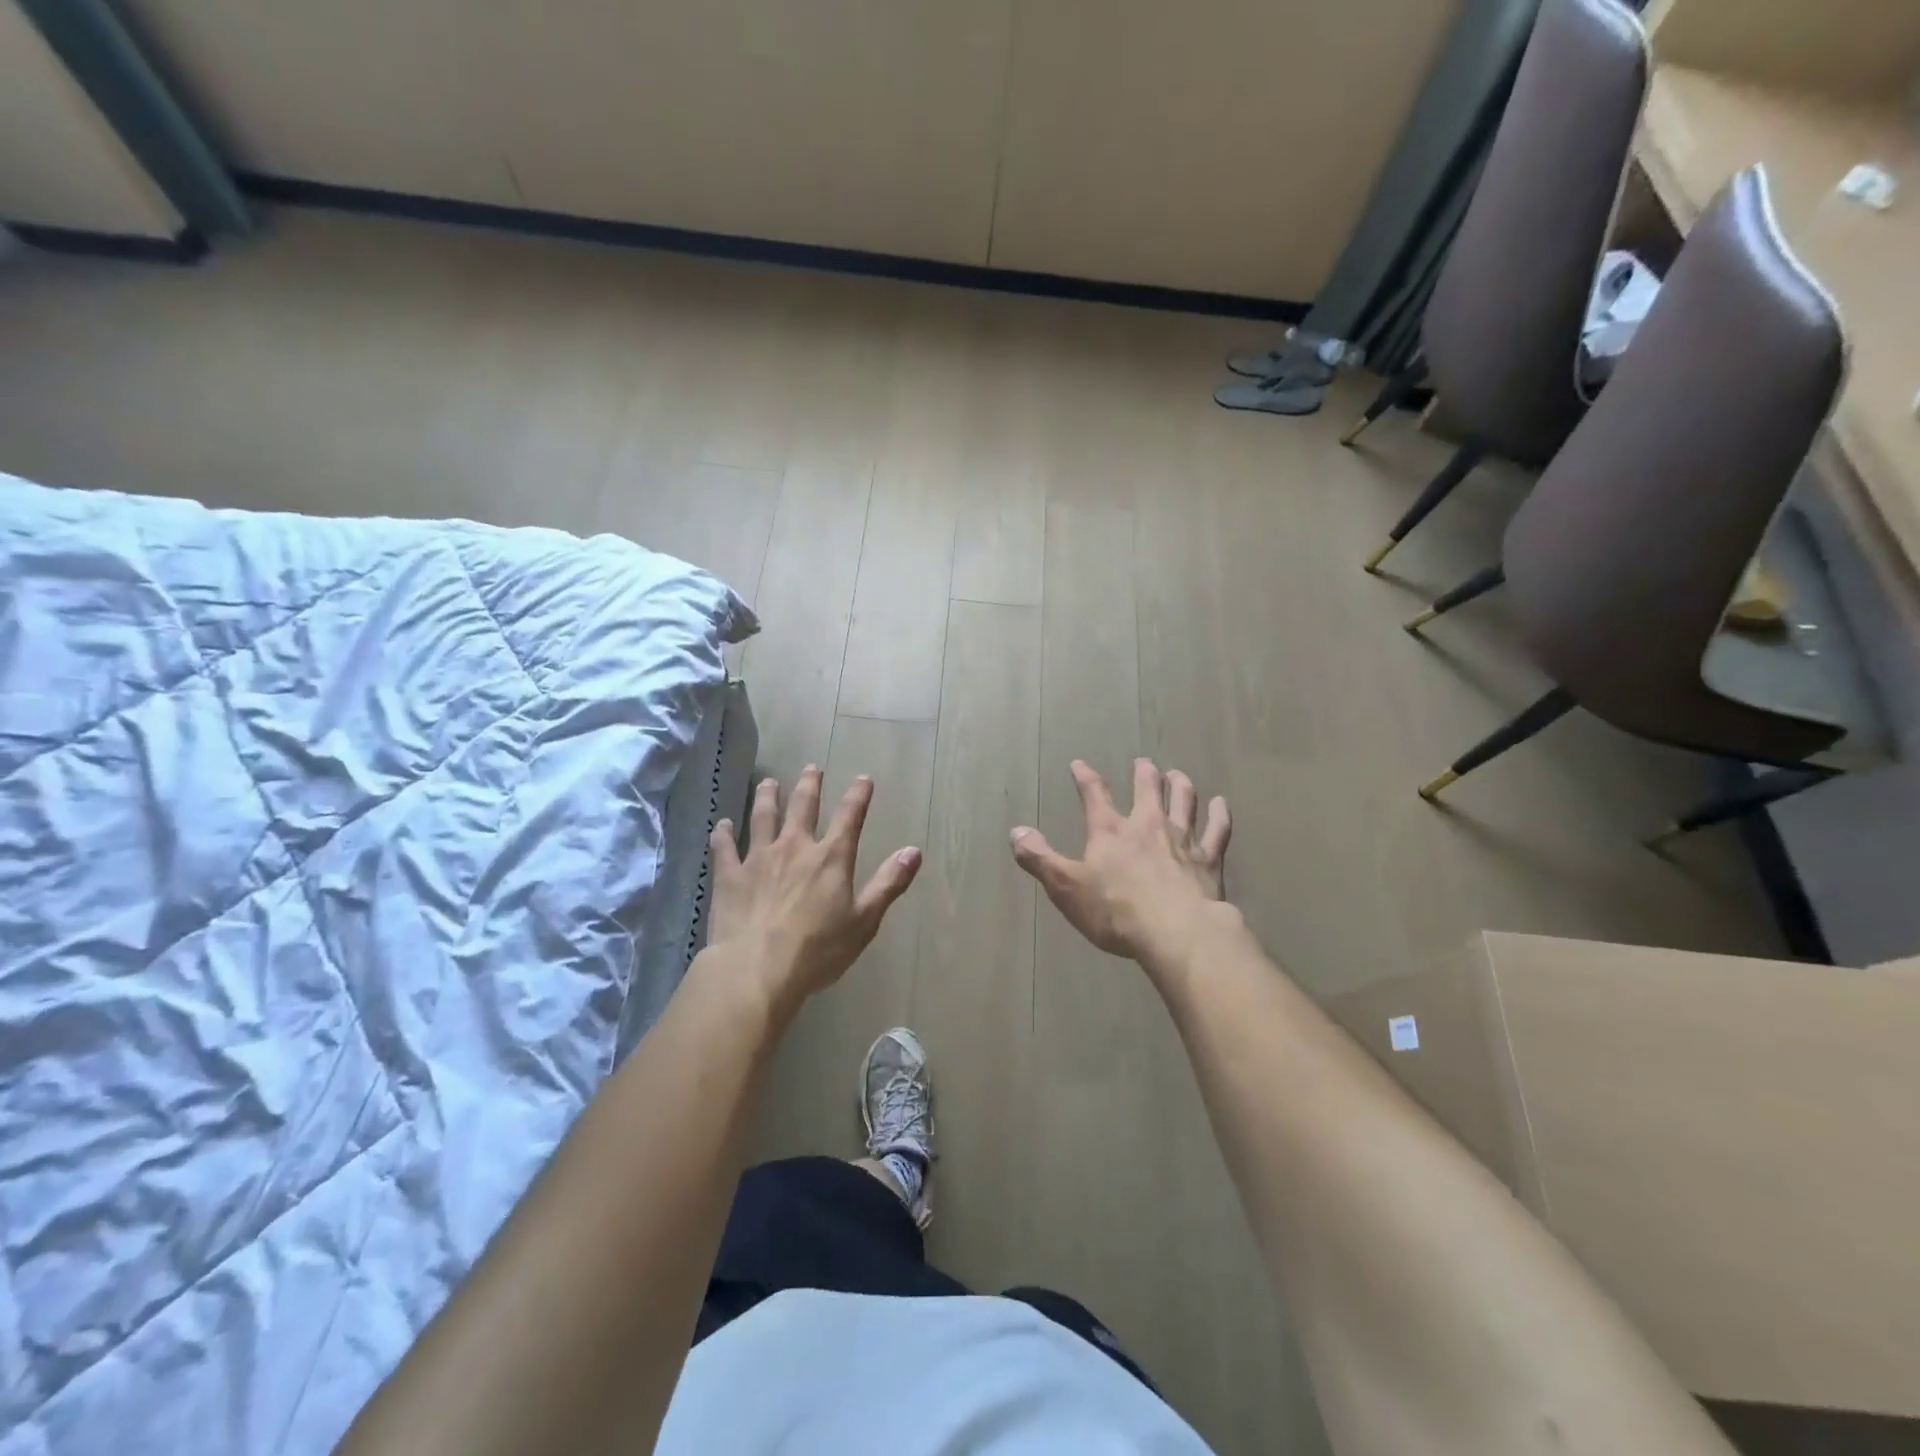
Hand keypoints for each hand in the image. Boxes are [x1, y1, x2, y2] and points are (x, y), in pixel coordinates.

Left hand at [705, 767, 921, 1014]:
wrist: (756, 968)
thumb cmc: (817, 949)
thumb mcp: (864, 920)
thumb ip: (889, 883)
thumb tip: (914, 851)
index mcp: (830, 858)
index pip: (850, 817)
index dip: (858, 795)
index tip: (863, 778)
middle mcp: (795, 848)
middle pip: (803, 807)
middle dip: (809, 785)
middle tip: (811, 768)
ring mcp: (758, 859)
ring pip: (763, 817)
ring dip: (768, 797)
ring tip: (769, 783)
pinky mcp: (729, 876)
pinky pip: (725, 848)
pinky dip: (723, 834)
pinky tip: (721, 825)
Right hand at [1011, 758, 1231, 967]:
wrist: (1175, 932)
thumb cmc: (1115, 910)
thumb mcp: (1065, 886)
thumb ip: (1040, 858)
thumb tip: (1016, 831)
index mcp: (1110, 831)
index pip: (1095, 795)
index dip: (1085, 778)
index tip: (1079, 764)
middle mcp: (1147, 825)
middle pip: (1147, 789)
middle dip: (1144, 774)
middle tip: (1144, 764)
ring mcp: (1182, 840)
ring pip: (1184, 801)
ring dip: (1180, 786)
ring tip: (1178, 775)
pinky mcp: (1209, 860)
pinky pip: (1217, 830)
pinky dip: (1220, 815)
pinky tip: (1221, 804)